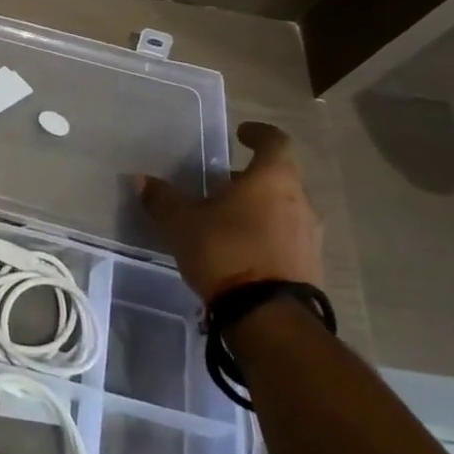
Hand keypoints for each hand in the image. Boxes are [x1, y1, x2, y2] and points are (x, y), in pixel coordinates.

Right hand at [139, 121, 322, 301]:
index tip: (241, 134)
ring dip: (260, 209)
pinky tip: (242, 251)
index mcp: (273, 179)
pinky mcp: (312, 268)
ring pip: (284, 210)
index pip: (275, 141)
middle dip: (250, 179)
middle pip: (278, 178)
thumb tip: (141, 180)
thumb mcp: (183, 223)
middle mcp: (300, 201)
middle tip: (221, 186)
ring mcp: (311, 237)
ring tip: (228, 221)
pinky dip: (267, 236)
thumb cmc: (227, 252)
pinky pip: (288, 239)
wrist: (269, 318)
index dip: (258, 134)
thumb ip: (163, 199)